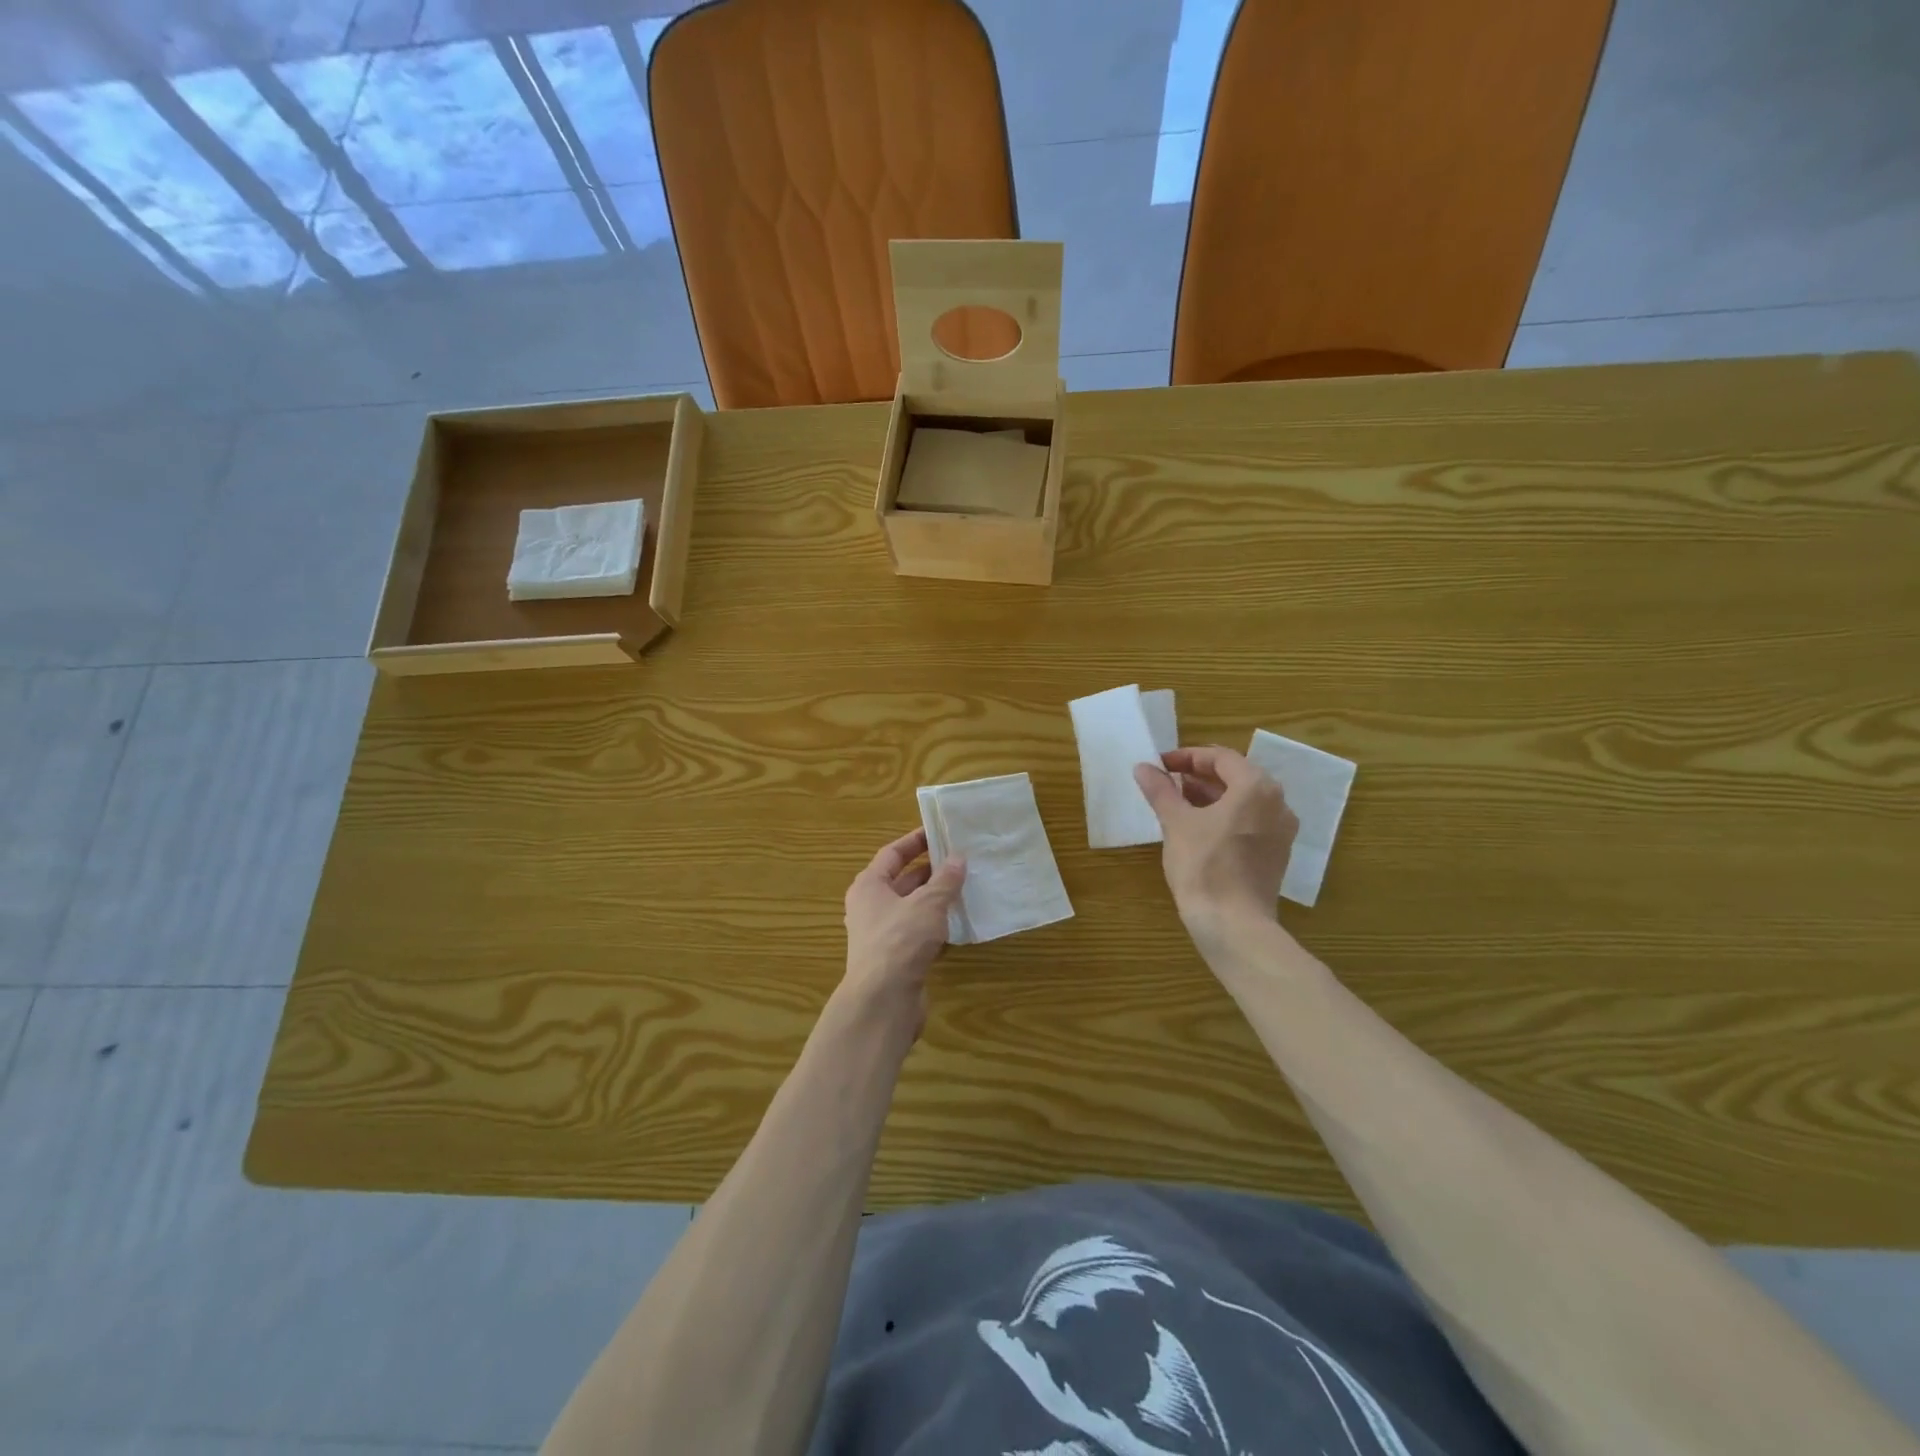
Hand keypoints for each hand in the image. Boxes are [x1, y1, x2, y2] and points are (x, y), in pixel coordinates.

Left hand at [840, 828, 966, 1037]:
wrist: (882, 1002)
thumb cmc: (900, 941)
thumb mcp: (927, 904)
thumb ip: (945, 880)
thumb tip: (958, 858)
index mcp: (869, 886)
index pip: (892, 854)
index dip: (915, 841)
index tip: (940, 832)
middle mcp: (870, 907)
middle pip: (902, 881)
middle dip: (931, 871)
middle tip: (961, 861)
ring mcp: (882, 935)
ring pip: (912, 908)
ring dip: (936, 899)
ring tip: (966, 888)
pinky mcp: (895, 959)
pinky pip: (918, 933)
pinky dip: (936, 926)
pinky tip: (959, 924)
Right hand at [1134, 747, 1296, 930]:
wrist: (1233, 924)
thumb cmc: (1204, 866)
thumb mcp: (1176, 823)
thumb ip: (1160, 790)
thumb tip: (1143, 767)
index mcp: (1256, 787)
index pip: (1221, 757)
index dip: (1187, 757)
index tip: (1160, 765)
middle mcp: (1277, 803)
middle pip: (1236, 776)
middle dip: (1199, 776)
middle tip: (1167, 782)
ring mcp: (1281, 830)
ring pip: (1243, 800)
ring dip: (1211, 796)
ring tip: (1177, 803)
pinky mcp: (1276, 853)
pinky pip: (1250, 822)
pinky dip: (1225, 816)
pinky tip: (1198, 828)